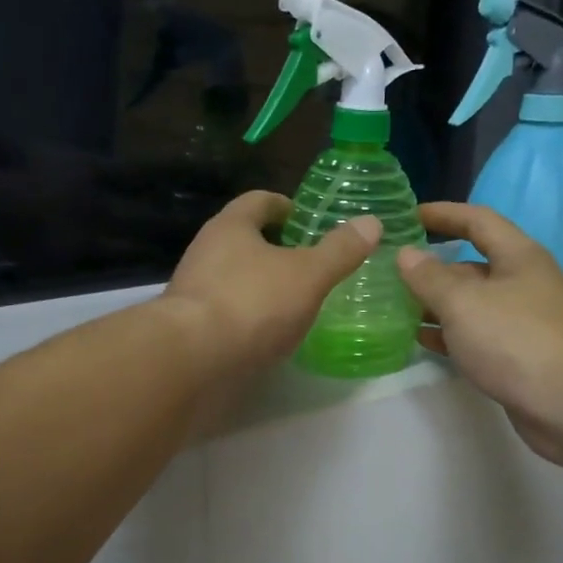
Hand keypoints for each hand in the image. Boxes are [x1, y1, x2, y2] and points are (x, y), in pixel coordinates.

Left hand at [161, 191, 379, 381]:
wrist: (191, 361)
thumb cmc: (252, 303)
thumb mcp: (308, 275)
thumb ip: (339, 251)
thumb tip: (371, 223)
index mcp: (231, 226)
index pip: (259, 201)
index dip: (286, 206)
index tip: (309, 221)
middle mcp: (206, 251)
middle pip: (245, 239)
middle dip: (276, 249)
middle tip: (311, 264)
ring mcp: (194, 291)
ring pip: (235, 277)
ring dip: (262, 285)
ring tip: (296, 301)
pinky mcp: (190, 328)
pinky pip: (227, 312)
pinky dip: (250, 316)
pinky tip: (270, 334)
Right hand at [397, 202, 562, 468]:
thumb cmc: (516, 339)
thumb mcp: (464, 302)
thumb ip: (430, 277)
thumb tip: (407, 254)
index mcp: (518, 257)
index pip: (478, 220)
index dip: (444, 214)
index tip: (408, 215)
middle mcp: (523, 283)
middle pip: (472, 265)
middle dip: (433, 267)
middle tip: (392, 272)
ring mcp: (522, 323)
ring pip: (472, 305)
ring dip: (437, 304)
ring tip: (396, 307)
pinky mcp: (518, 357)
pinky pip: (476, 337)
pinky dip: (449, 335)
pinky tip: (422, 340)